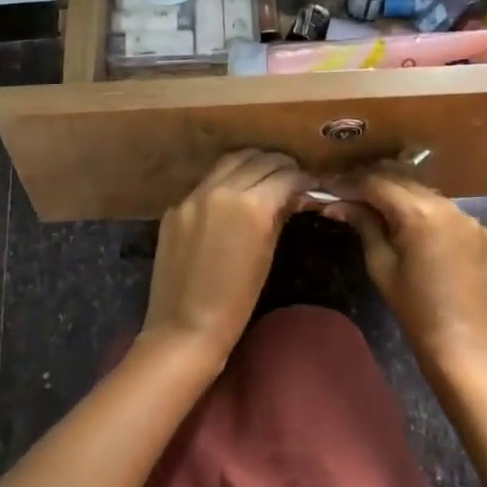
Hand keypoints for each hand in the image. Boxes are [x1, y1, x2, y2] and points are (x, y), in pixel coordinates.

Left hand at [140, 150, 309, 372]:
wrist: (184, 327)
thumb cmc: (236, 302)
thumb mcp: (266, 256)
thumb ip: (278, 216)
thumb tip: (293, 196)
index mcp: (251, 205)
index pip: (284, 175)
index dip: (301, 177)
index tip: (310, 182)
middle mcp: (222, 189)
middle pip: (257, 159)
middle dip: (279, 164)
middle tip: (290, 175)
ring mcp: (194, 195)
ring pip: (230, 161)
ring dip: (251, 163)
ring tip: (264, 174)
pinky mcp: (175, 206)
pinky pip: (206, 181)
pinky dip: (225, 179)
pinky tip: (232, 192)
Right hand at [327, 171, 486, 373]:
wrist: (460, 343)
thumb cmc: (413, 308)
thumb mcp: (380, 264)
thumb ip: (363, 224)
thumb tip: (337, 203)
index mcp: (418, 213)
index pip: (377, 184)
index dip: (351, 183)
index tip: (330, 187)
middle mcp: (446, 204)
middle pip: (401, 180)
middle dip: (373, 183)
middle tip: (347, 192)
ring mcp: (467, 216)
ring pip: (424, 191)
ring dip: (399, 193)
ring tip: (374, 204)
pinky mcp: (479, 229)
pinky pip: (445, 209)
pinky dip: (424, 209)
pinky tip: (410, 224)